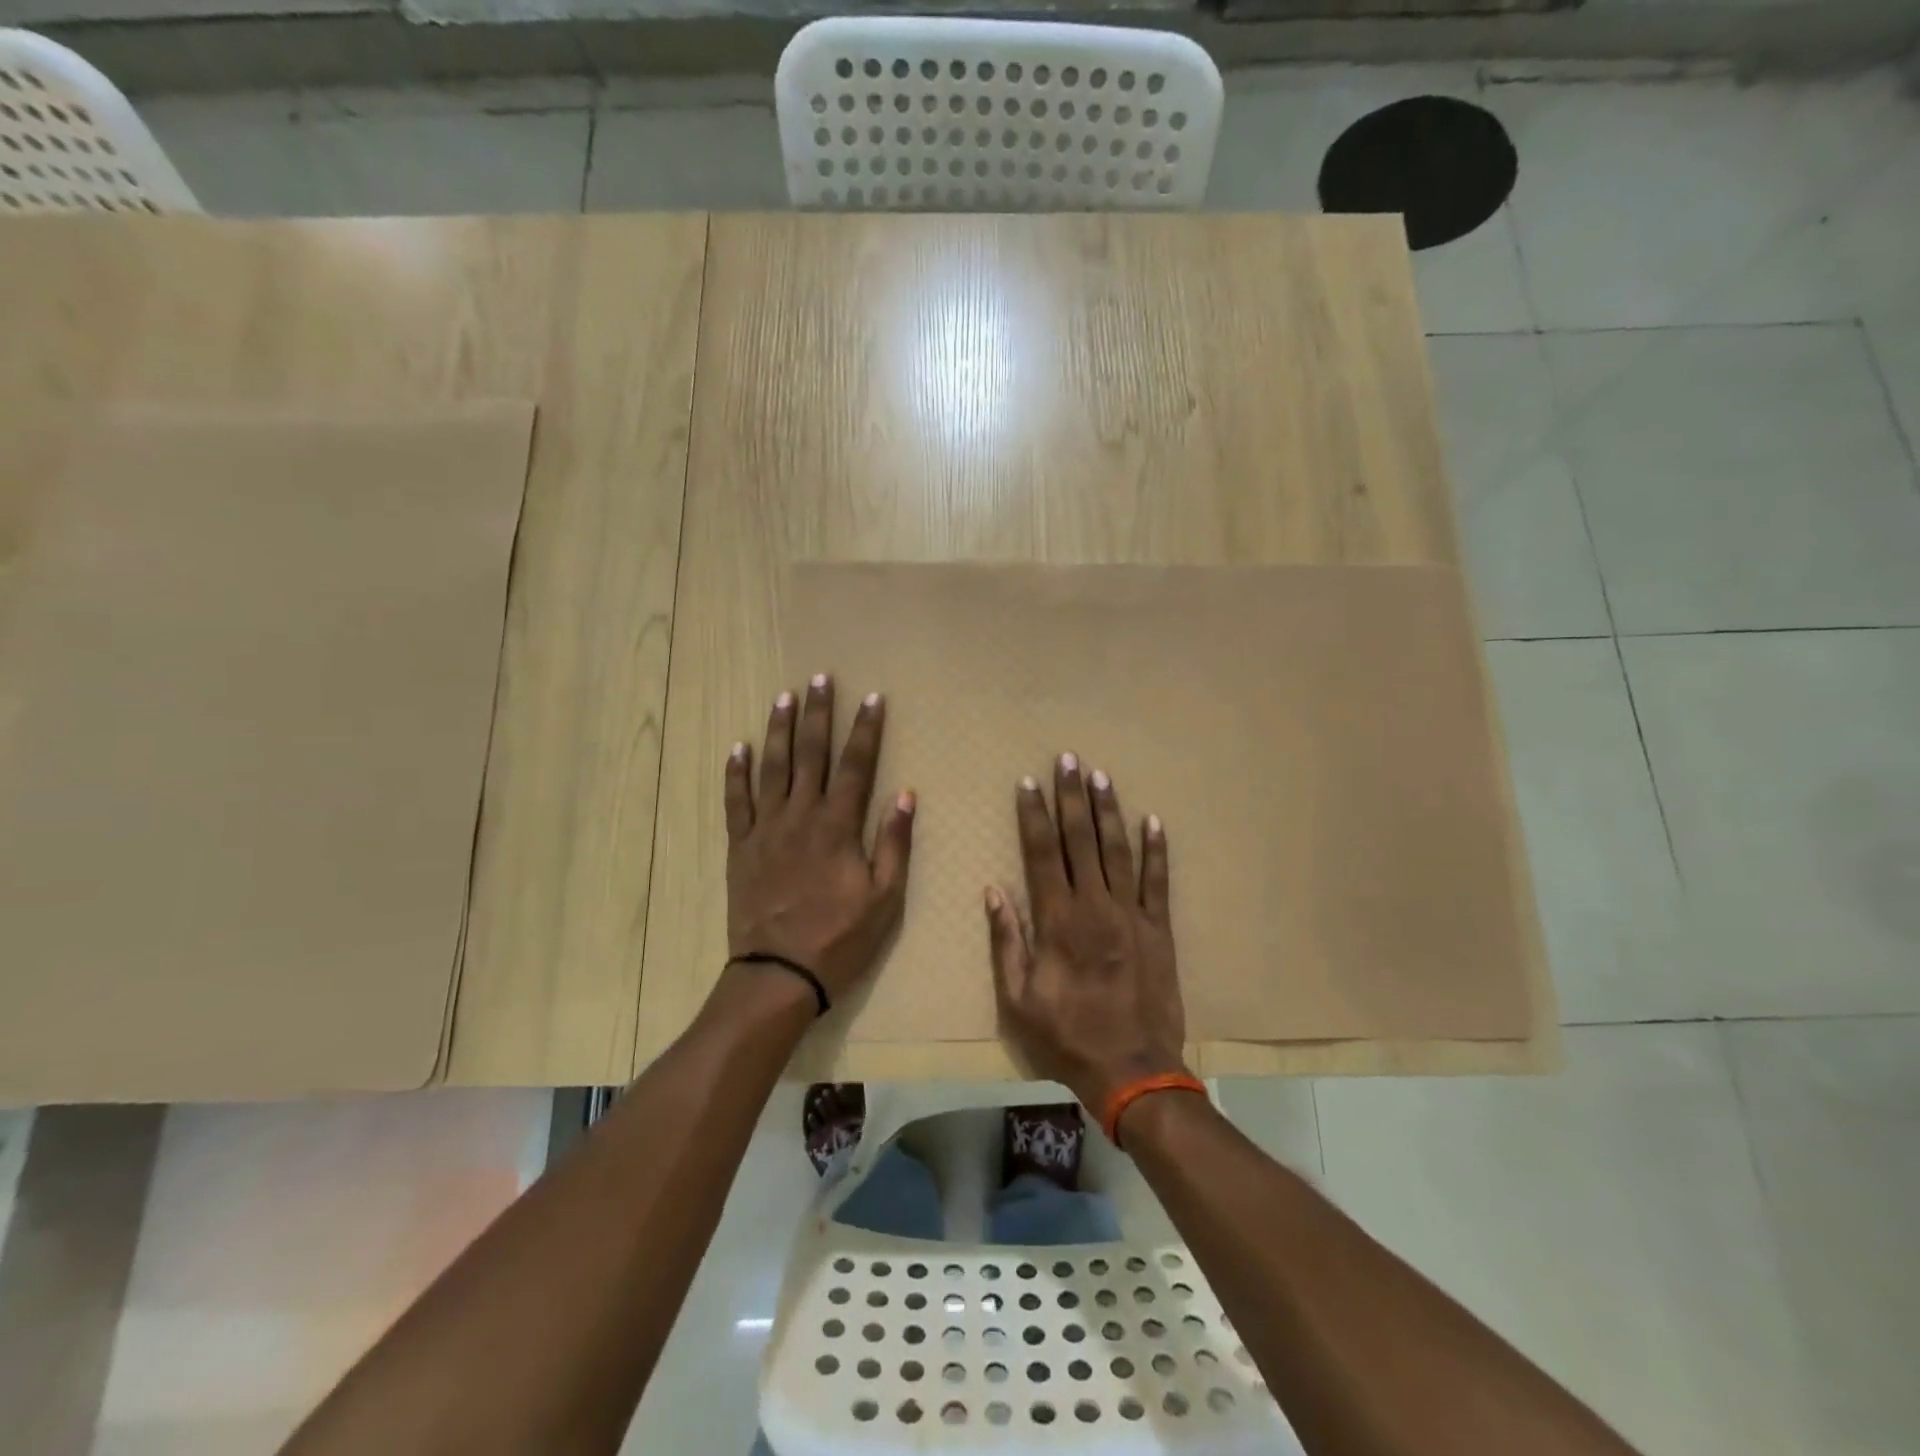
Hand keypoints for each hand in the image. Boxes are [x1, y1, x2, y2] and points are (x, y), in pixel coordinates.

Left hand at [725, 673, 914, 1003]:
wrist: (779, 973)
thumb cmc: (840, 938)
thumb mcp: (884, 898)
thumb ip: (893, 843)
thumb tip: (905, 794)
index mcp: (838, 826)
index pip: (856, 766)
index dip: (866, 729)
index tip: (872, 698)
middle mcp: (800, 816)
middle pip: (810, 754)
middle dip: (818, 714)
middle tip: (820, 678)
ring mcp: (765, 829)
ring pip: (772, 768)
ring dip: (779, 730)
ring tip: (784, 697)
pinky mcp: (740, 847)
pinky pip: (735, 802)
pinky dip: (736, 773)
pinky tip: (738, 747)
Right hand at [986, 754, 1188, 1114]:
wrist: (1133, 1070)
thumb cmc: (1067, 1037)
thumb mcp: (1018, 999)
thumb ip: (1006, 942)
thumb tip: (994, 891)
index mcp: (1057, 920)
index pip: (1042, 853)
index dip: (1033, 815)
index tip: (1028, 782)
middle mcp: (1095, 905)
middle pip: (1080, 840)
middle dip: (1071, 797)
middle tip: (1069, 759)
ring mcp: (1132, 914)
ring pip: (1117, 850)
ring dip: (1108, 811)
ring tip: (1101, 776)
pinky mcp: (1160, 928)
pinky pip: (1158, 881)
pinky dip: (1156, 850)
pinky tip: (1153, 821)